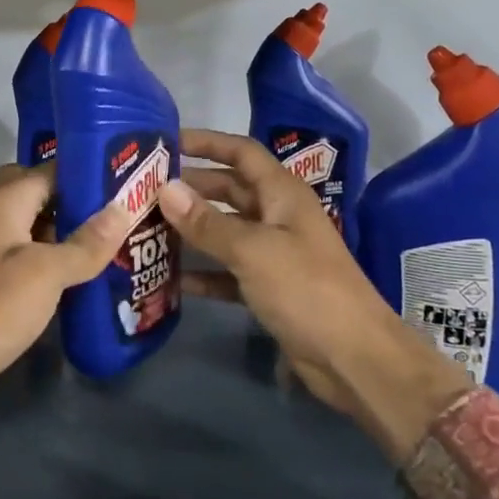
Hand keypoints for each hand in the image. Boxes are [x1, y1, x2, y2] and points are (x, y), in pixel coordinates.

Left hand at [0, 163, 129, 454]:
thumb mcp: (45, 274)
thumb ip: (84, 243)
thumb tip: (123, 208)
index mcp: (3, 202)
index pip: (50, 168)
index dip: (88, 171)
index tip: (127, 182)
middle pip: (35, 192)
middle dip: (72, 201)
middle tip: (113, 217)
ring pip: (27, 226)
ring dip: (60, 232)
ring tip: (104, 245)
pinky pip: (18, 255)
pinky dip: (44, 259)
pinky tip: (70, 279)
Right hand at [160, 128, 472, 461]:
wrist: (353, 357)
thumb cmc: (306, 289)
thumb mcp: (252, 250)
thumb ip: (207, 222)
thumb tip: (165, 189)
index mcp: (282, 194)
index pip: (241, 152)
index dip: (206, 142)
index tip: (166, 141)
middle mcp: (278, 216)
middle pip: (228, 190)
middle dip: (191, 188)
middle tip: (144, 190)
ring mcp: (274, 253)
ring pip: (225, 231)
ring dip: (192, 230)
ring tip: (148, 228)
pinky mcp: (269, 288)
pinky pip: (228, 271)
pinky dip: (204, 272)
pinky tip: (171, 279)